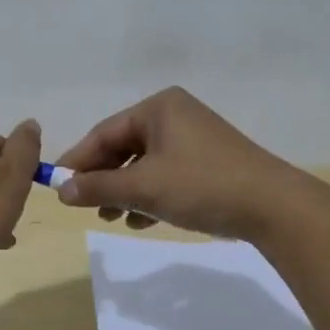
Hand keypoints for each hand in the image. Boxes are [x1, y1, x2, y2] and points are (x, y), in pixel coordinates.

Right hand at [54, 87, 303, 240]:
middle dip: (104, 179)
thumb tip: (61, 191)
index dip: (78, 161)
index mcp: (159, 108)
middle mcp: (176, 116)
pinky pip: (167, 175)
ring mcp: (195, 139)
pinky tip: (141, 221)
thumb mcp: (144, 187)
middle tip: (85, 207)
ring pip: (145, 164)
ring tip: (112, 218)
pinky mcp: (209, 163)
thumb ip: (99, 187)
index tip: (56, 186)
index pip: (104, 132)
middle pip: (124, 147)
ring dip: (125, 191)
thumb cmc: (202, 186)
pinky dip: (150, 195)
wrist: (273, 206)